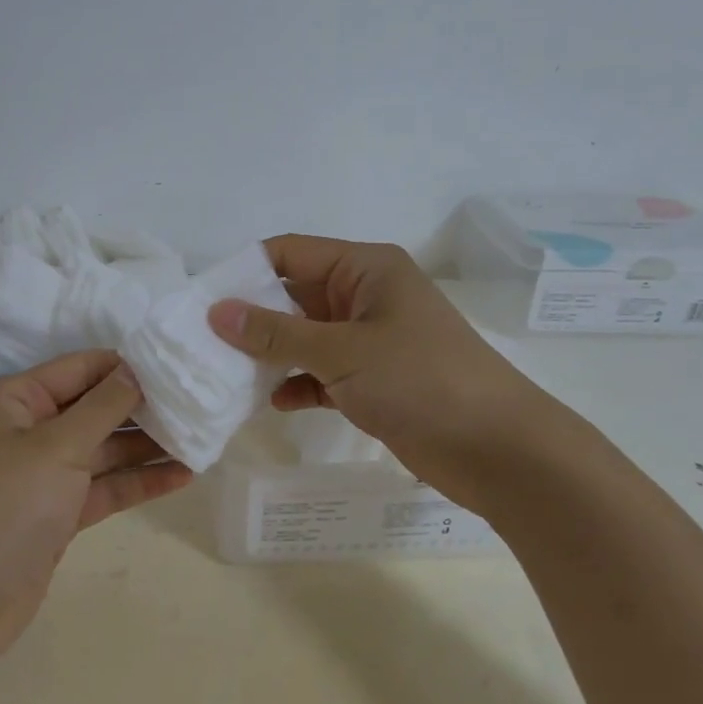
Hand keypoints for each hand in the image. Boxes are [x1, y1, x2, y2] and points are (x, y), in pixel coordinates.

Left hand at [0, 349, 192, 679]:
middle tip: (200, 404)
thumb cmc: (4, 506)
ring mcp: (44, 475)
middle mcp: (29, 430)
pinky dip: (137, 481)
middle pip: (96, 408)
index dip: (128, 366)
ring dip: (147, 446)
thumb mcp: (57, 446)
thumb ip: (103, 406)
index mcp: (17, 400)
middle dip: (144, 407)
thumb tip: (135, 369)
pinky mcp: (58, 514)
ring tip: (201, 438)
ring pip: (104, 450)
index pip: (82, 368)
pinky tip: (181, 476)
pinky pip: (103, 487)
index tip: (179, 366)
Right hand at [208, 235, 565, 511]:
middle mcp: (366, 295)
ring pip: (305, 337)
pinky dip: (299, 383)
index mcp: (365, 268)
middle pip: (294, 295)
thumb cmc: (420, 380)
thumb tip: (216, 311)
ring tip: (227, 375)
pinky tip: (275, 403)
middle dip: (253, 317)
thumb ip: (275, 332)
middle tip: (204, 342)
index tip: (203, 300)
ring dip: (272, 354)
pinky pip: (322, 372)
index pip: (290, 253)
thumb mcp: (340, 351)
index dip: (245, 271)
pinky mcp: (374, 379)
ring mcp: (371, 339)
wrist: (499, 450)